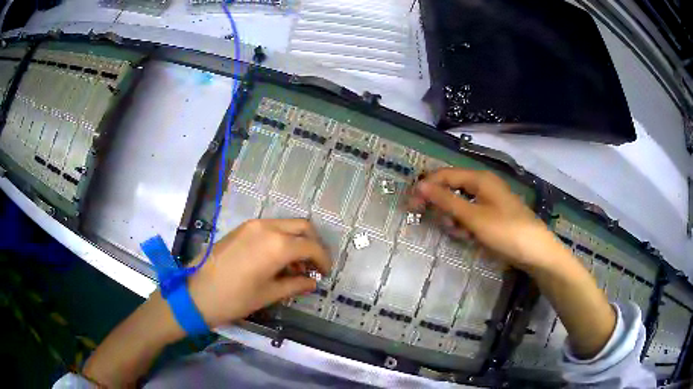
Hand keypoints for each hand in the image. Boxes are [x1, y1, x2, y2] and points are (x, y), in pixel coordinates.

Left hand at [187, 219, 330, 326]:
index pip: (311, 246)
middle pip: (302, 227)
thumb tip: (312, 282)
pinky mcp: (242, 228)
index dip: (323, 260)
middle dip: (314, 244)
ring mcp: (253, 225)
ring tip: (296, 267)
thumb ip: (295, 285)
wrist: (196, 293)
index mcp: (277, 245)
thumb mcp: (268, 294)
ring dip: (297, 241)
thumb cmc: (234, 298)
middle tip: (315, 266)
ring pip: (286, 225)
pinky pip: (270, 227)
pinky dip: (281, 239)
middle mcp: (267, 227)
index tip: (325, 274)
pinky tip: (277, 259)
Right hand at [408, 168, 557, 270]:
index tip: (411, 205)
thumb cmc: (506, 231)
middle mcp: (483, 185)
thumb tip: (420, 185)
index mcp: (480, 179)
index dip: (427, 187)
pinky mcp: (492, 215)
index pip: (445, 175)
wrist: (535, 252)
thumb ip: (446, 200)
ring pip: (460, 205)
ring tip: (463, 235)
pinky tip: (471, 238)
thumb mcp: (474, 217)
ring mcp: (489, 201)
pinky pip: (471, 216)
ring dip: (455, 219)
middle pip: (452, 189)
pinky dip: (466, 226)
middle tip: (444, 225)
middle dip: (444, 207)